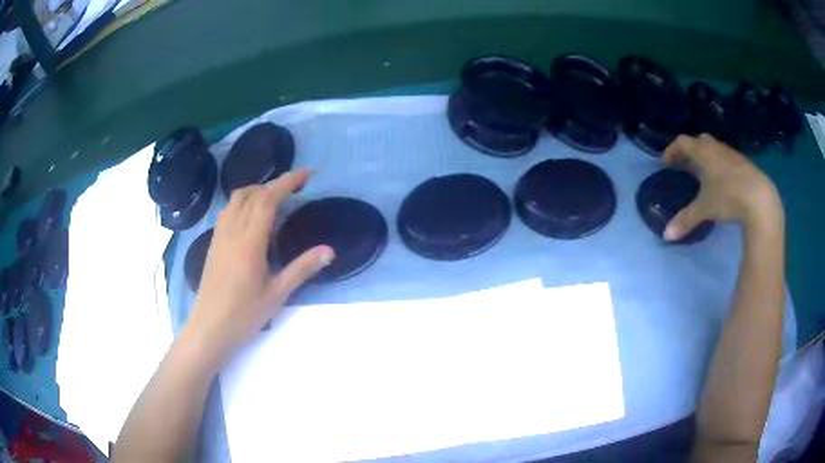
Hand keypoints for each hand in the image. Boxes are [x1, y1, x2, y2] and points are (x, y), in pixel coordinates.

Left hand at [187, 170, 334, 362]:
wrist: (209, 327)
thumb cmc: (244, 314)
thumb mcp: (277, 294)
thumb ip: (302, 268)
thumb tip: (329, 250)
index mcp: (250, 241)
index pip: (268, 199)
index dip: (288, 181)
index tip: (307, 175)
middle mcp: (233, 230)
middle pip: (253, 193)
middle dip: (275, 184)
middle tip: (297, 188)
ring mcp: (220, 235)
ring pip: (237, 198)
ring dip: (258, 190)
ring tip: (276, 199)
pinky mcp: (214, 242)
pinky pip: (228, 210)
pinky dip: (244, 202)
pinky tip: (252, 218)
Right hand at [662, 134, 783, 240]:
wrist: (760, 199)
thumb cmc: (729, 197)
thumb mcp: (705, 210)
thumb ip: (686, 219)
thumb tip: (667, 236)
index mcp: (703, 152)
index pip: (682, 143)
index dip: (672, 150)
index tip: (666, 162)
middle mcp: (716, 148)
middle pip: (699, 141)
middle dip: (690, 151)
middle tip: (685, 166)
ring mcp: (731, 154)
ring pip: (714, 149)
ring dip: (706, 157)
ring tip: (704, 175)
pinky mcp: (744, 164)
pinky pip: (726, 158)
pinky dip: (719, 165)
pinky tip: (723, 182)